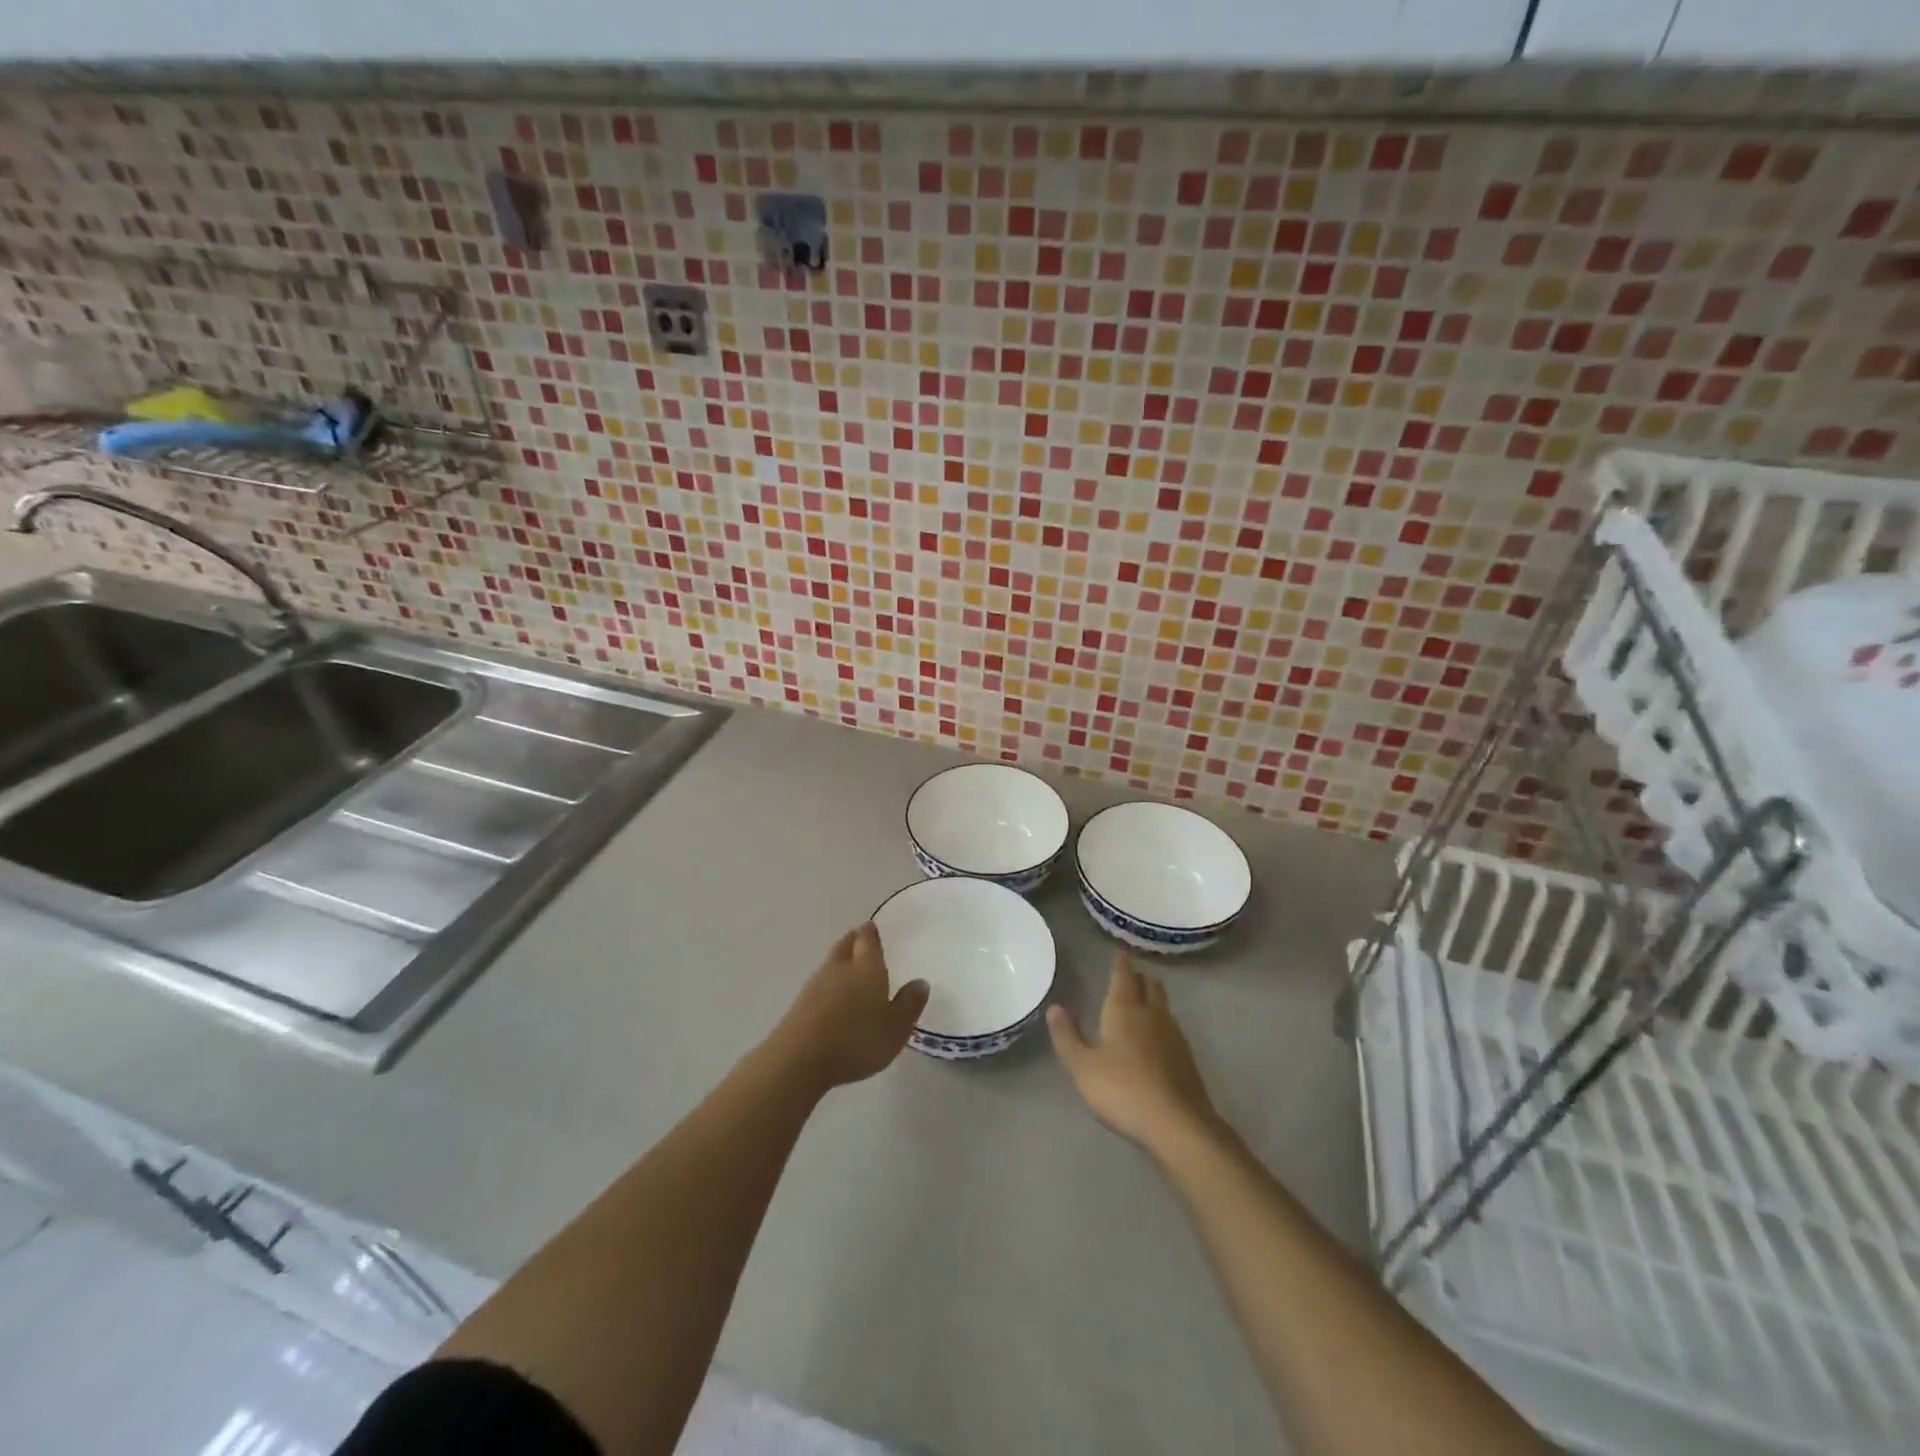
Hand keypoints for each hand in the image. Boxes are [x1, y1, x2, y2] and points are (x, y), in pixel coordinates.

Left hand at [769, 923, 928, 1092]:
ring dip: (840, 960)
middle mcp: (840, 968)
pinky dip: (828, 984)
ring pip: (831, 963)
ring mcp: (816, 985)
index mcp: (867, 967)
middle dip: (854, 939)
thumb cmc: (857, 1040)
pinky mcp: (800, 1004)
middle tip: (860, 937)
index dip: (871, 932)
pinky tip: (833, 996)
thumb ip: (909, 1004)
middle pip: (846, 945)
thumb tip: (920, 982)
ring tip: (848, 964)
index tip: (872, 926)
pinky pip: (819, 984)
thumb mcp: (896, 1028)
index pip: (868, 940)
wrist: (800, 1059)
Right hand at [1048, 954, 1222, 1156]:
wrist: (1178, 1125)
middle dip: (1139, 978)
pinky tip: (1156, 1040)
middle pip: (1149, 986)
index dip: (1121, 963)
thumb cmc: (1123, 1090)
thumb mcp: (1083, 1066)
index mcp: (1125, 1009)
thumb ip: (1067, 1036)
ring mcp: (1173, 1036)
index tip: (1121, 952)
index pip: (1124, 976)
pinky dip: (1161, 1024)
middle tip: (1130, 975)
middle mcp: (1152, 1015)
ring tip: (1142, 1002)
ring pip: (1163, 1006)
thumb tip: (1055, 1007)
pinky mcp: (1187, 1059)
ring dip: (1152, 999)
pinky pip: (1172, 1029)